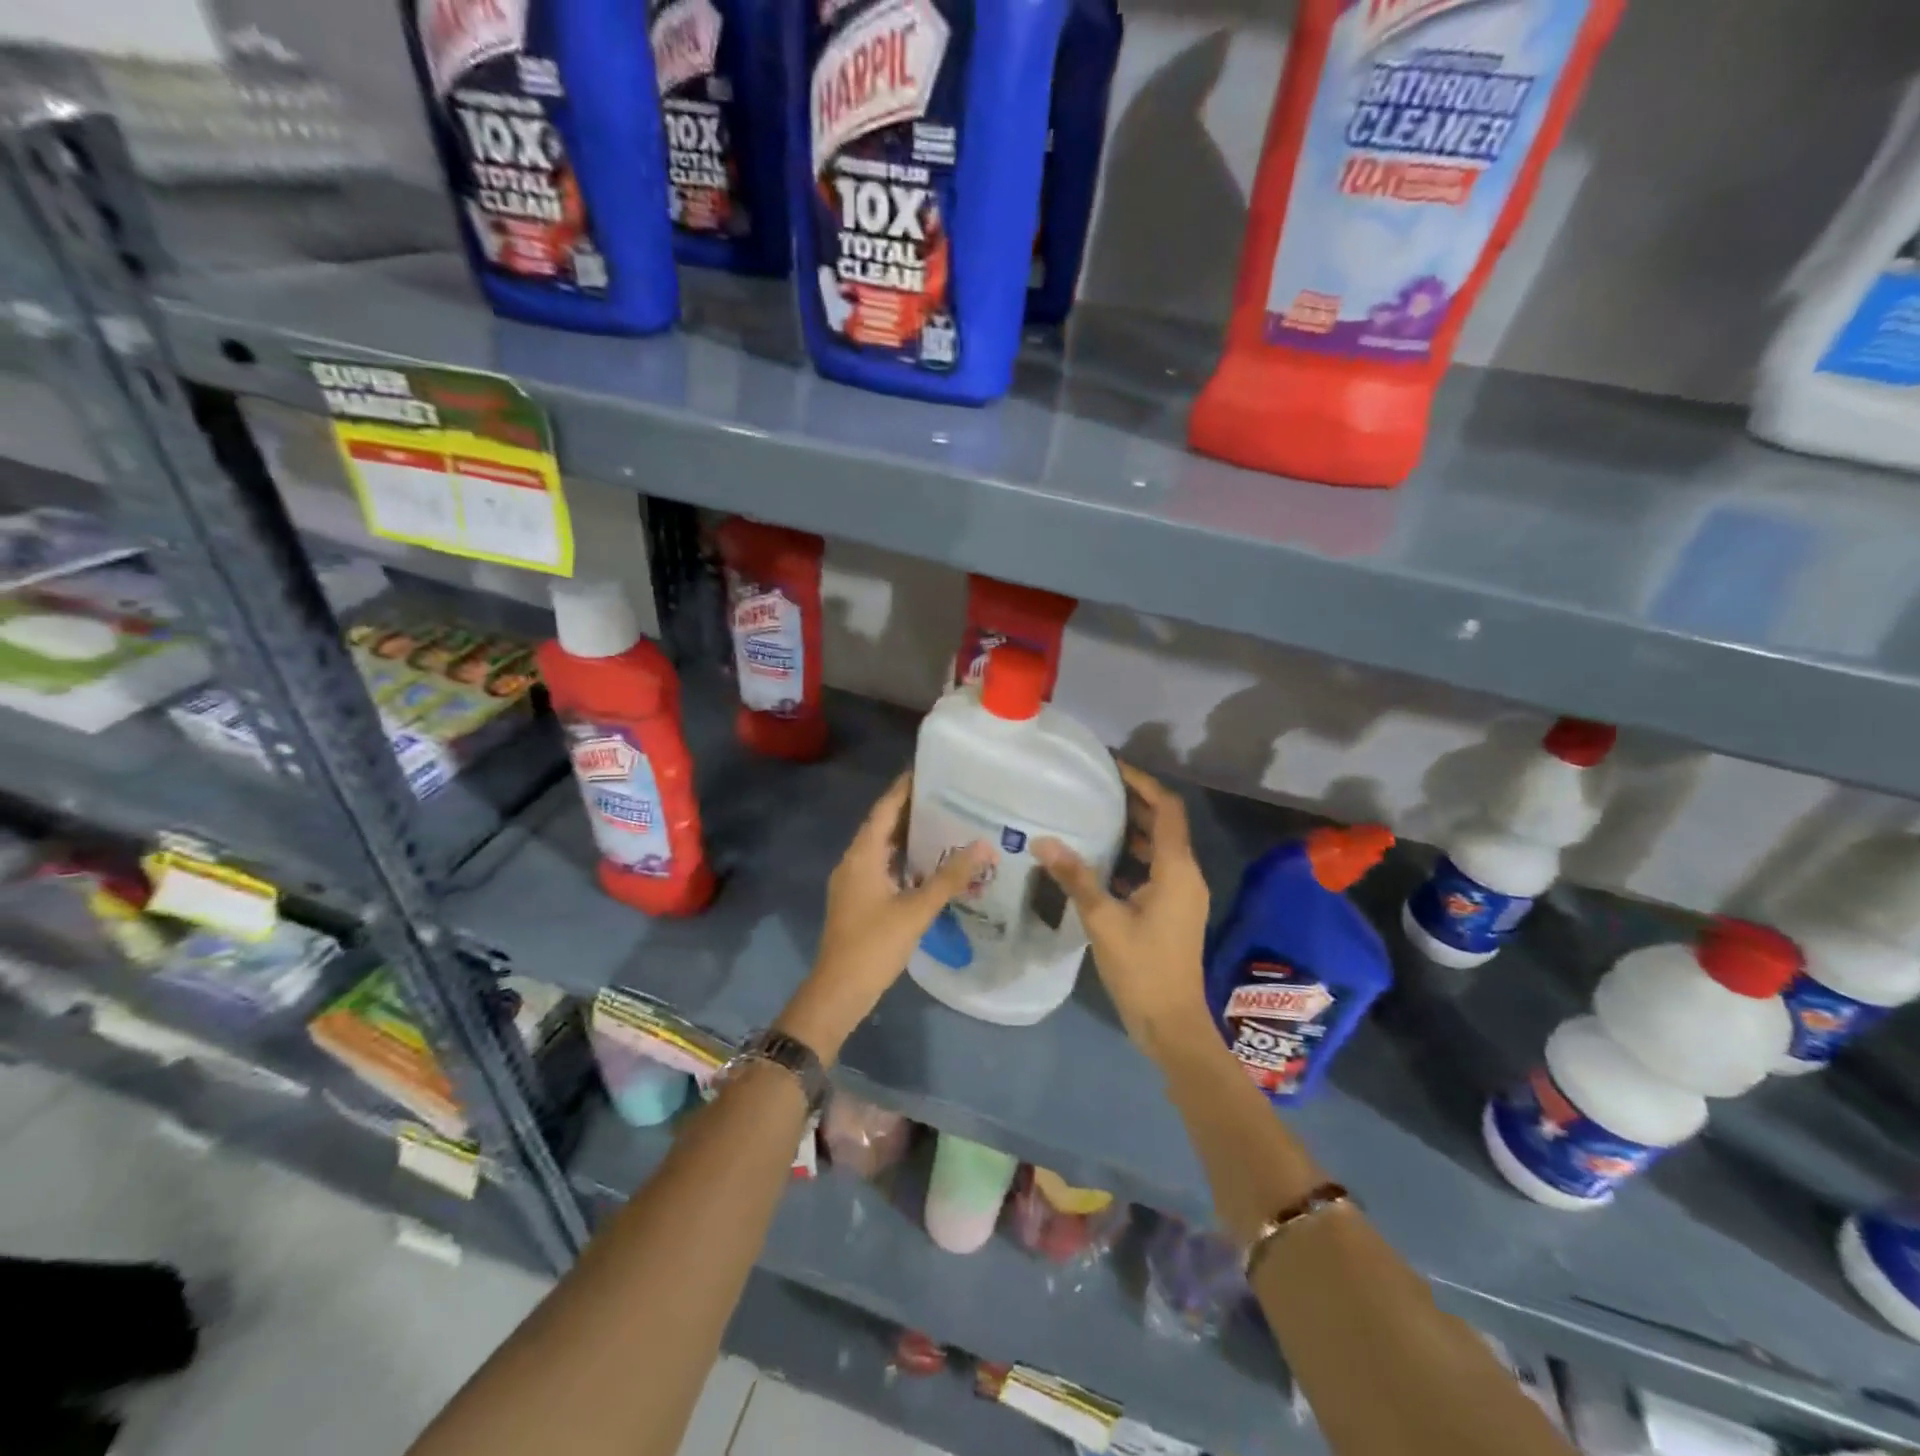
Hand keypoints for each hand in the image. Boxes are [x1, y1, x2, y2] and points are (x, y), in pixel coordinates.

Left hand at [777, 774, 993, 1062]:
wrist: (838, 991)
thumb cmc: (874, 945)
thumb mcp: (916, 910)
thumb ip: (949, 877)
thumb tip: (982, 845)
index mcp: (862, 855)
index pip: (884, 809)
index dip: (904, 788)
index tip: (928, 769)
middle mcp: (854, 861)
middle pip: (882, 825)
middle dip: (911, 810)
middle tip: (947, 796)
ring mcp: (853, 881)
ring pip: (882, 848)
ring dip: (908, 836)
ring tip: (943, 824)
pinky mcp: (857, 900)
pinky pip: (881, 867)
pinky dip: (903, 860)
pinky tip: (928, 865)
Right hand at [1035, 763, 1212, 1062]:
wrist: (1171, 1023)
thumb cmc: (1142, 968)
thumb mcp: (1103, 920)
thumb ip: (1075, 877)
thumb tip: (1044, 841)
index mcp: (1177, 869)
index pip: (1167, 809)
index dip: (1143, 783)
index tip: (1112, 768)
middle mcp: (1185, 875)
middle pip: (1164, 824)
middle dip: (1134, 803)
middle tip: (1095, 787)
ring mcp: (1181, 894)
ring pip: (1159, 848)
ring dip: (1132, 830)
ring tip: (1092, 815)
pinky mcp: (1173, 911)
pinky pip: (1154, 870)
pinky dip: (1131, 857)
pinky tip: (1099, 860)